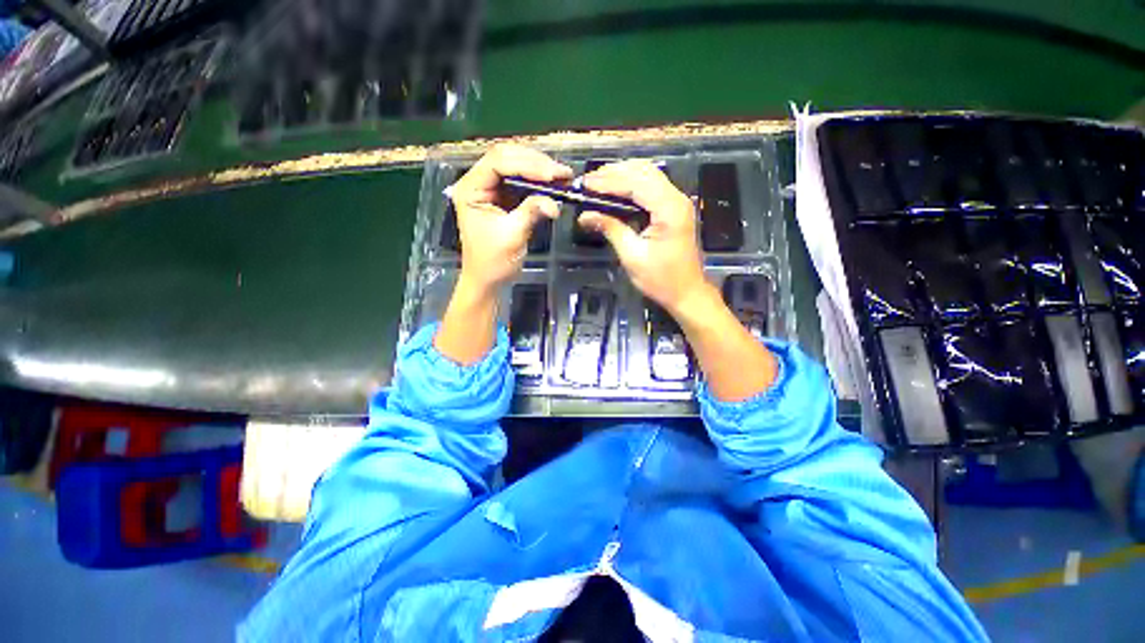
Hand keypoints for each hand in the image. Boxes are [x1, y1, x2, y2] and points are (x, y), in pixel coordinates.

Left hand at [451, 144, 572, 293]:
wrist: (488, 280)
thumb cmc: (493, 261)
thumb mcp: (512, 236)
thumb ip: (531, 212)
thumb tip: (555, 202)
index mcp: (471, 188)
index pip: (498, 162)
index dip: (527, 164)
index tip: (552, 175)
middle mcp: (479, 182)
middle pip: (507, 157)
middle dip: (536, 163)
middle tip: (563, 173)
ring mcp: (492, 189)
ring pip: (516, 166)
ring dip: (540, 169)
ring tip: (563, 177)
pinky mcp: (504, 198)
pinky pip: (522, 182)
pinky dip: (539, 182)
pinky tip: (554, 184)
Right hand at [579, 160, 709, 312]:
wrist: (686, 292)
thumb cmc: (661, 279)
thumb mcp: (632, 256)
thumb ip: (611, 229)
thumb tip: (584, 215)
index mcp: (669, 209)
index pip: (636, 183)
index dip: (608, 180)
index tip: (585, 183)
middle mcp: (677, 198)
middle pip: (644, 171)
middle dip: (614, 172)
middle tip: (588, 181)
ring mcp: (677, 201)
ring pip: (648, 174)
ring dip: (623, 175)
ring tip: (598, 182)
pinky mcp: (674, 208)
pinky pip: (651, 186)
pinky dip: (632, 184)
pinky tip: (616, 190)